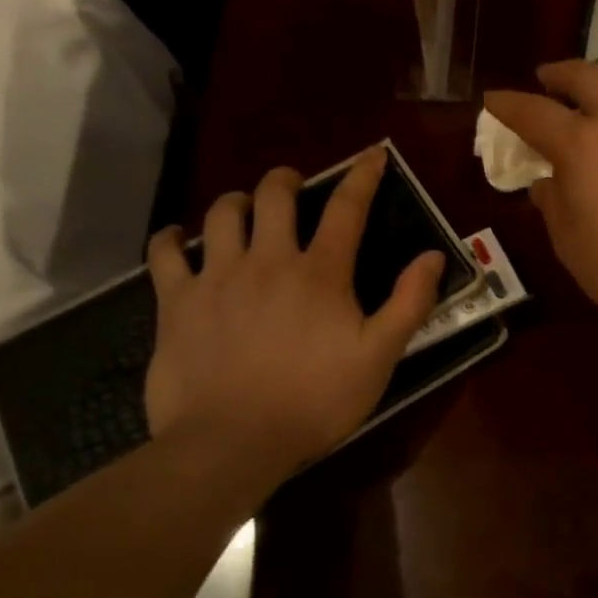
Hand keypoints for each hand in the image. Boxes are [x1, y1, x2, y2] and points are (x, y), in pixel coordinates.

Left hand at [143, 148, 444, 479]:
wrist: (231, 443)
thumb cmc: (314, 401)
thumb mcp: (379, 357)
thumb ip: (409, 303)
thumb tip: (432, 256)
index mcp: (320, 272)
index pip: (347, 207)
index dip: (363, 175)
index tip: (373, 154)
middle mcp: (268, 259)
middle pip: (274, 195)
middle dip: (285, 180)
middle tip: (291, 187)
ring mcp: (217, 277)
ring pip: (221, 213)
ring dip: (236, 202)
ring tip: (242, 210)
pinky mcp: (176, 302)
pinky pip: (164, 253)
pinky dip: (170, 239)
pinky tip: (176, 239)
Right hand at [484, 60, 597, 329]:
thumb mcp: (569, 242)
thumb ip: (553, 204)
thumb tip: (549, 183)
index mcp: (583, 145)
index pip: (535, 112)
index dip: (509, 104)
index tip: (493, 98)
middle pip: (589, 77)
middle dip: (560, 73)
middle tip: (544, 78)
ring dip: (597, 107)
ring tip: (585, 136)